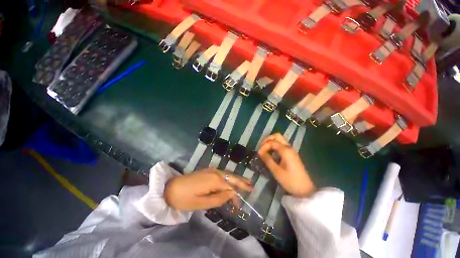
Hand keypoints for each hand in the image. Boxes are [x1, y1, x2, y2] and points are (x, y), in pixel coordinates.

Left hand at [164, 168, 252, 210]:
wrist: (170, 188)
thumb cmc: (184, 198)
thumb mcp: (201, 203)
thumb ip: (218, 198)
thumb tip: (231, 194)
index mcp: (214, 180)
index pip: (230, 186)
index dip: (237, 194)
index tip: (240, 204)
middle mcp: (215, 172)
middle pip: (231, 177)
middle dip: (241, 181)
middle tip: (251, 185)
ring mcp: (211, 170)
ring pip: (227, 174)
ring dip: (236, 179)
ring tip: (244, 182)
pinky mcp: (207, 171)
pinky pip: (221, 174)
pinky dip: (228, 178)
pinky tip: (231, 181)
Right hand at [258, 133, 315, 197]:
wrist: (304, 190)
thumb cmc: (290, 181)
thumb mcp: (276, 171)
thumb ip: (267, 159)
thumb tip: (259, 151)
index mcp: (286, 150)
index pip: (272, 142)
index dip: (263, 146)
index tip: (259, 154)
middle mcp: (289, 147)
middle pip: (277, 136)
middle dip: (267, 140)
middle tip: (261, 147)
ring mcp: (291, 151)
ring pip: (279, 140)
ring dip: (271, 142)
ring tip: (264, 150)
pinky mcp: (291, 155)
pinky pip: (281, 146)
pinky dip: (274, 147)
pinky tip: (271, 154)